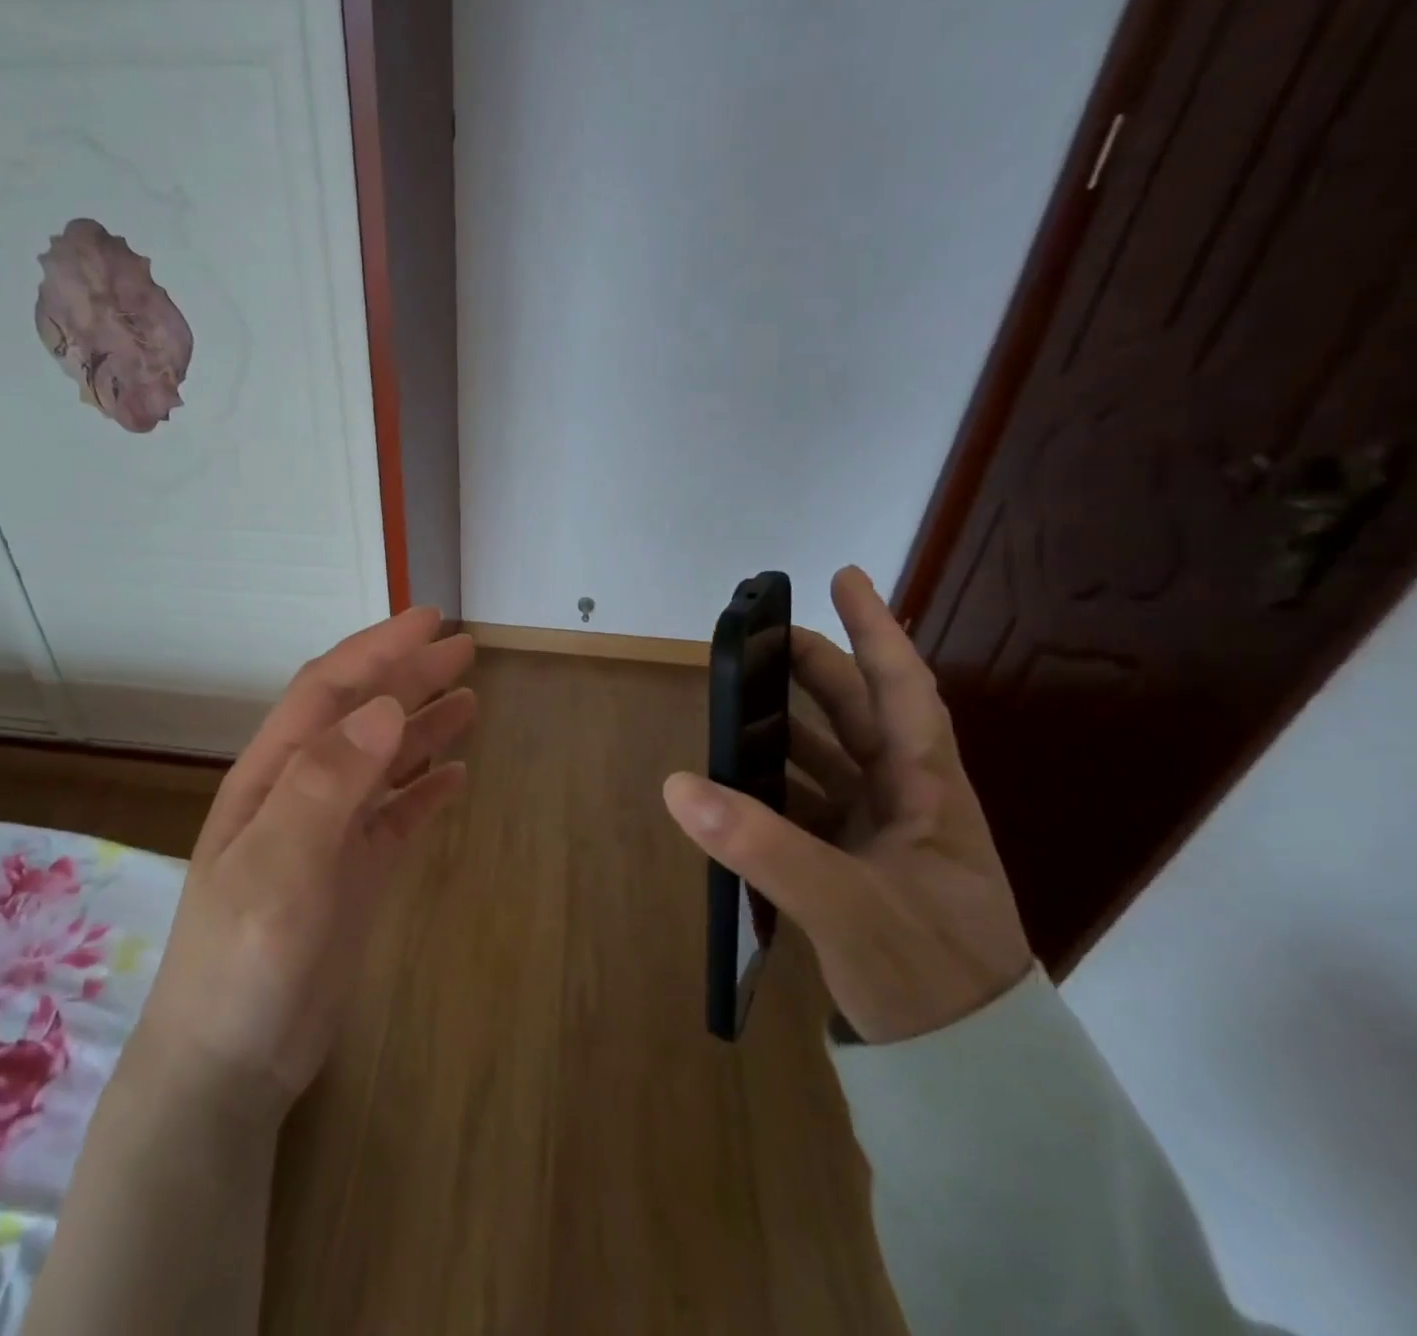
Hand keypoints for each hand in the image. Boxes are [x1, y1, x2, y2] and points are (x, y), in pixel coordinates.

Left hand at [131, 606, 475, 1111]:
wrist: (230, 1065)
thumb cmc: (242, 963)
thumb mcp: (278, 869)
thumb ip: (326, 784)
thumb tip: (385, 706)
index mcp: (274, 775)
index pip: (329, 691)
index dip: (377, 650)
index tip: (430, 622)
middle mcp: (302, 792)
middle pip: (361, 716)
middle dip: (408, 677)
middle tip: (465, 650)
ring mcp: (329, 834)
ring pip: (383, 762)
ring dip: (423, 727)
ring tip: (471, 701)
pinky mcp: (353, 874)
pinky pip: (396, 816)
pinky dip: (425, 790)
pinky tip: (456, 776)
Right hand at [663, 567, 1032, 1043]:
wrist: (966, 1068)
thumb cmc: (929, 975)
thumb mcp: (846, 907)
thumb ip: (762, 845)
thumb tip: (679, 784)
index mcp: (927, 791)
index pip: (902, 689)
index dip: (874, 629)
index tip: (841, 577)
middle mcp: (907, 801)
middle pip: (858, 715)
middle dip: (814, 670)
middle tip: (759, 640)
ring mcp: (882, 836)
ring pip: (831, 760)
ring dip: (788, 727)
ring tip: (737, 703)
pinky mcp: (858, 867)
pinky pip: (810, 806)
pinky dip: (775, 786)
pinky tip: (738, 784)